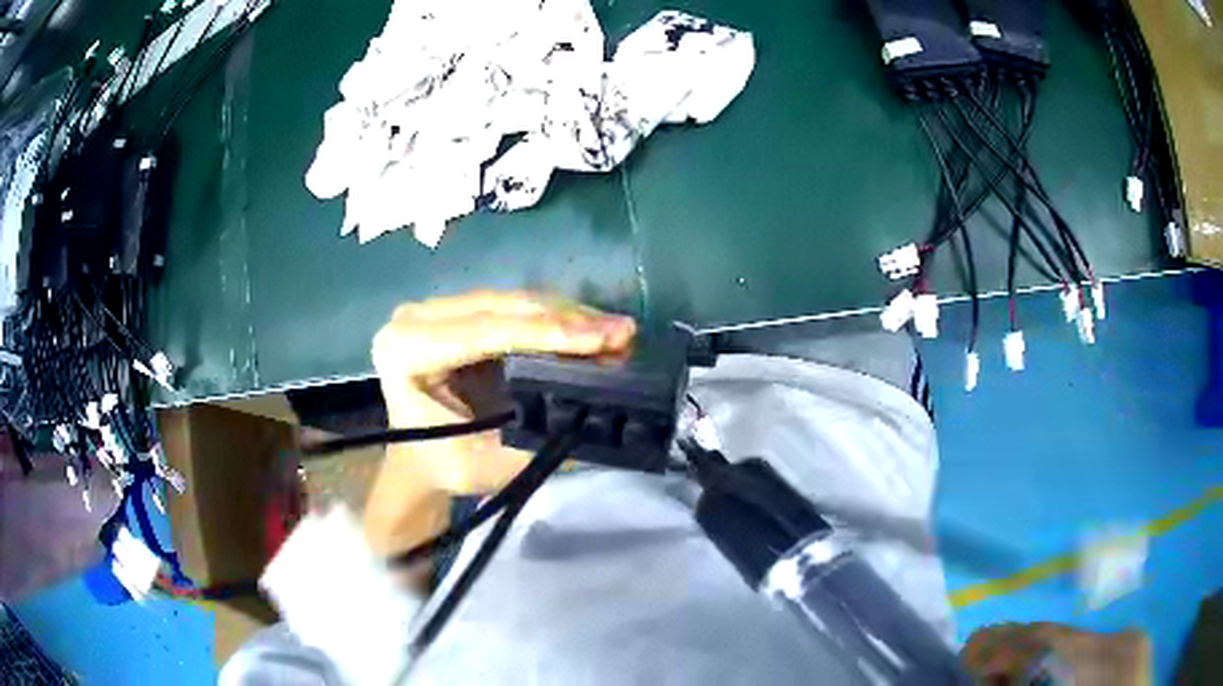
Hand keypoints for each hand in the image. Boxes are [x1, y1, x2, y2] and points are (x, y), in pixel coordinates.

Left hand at [364, 290, 634, 554]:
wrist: (417, 460)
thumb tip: (598, 409)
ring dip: (566, 315)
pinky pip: (509, 307)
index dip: (549, 333)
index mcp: (406, 350)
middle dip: (567, 320)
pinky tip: (588, 328)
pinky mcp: (453, 311)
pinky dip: (552, 318)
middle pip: (501, 308)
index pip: (485, 332)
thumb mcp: (488, 464)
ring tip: (615, 331)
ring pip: (510, 301)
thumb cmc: (445, 467)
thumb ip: (539, 438)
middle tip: (623, 332)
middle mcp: (414, 317)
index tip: (606, 338)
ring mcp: (432, 309)